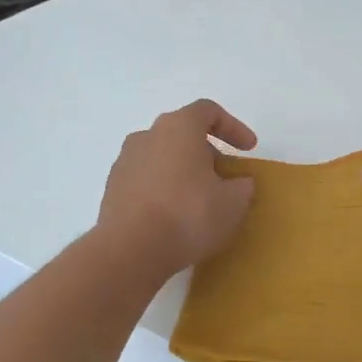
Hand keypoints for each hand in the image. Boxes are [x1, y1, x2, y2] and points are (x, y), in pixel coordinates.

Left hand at [97, 101, 257, 276]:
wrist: (131, 250)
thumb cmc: (189, 215)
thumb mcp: (233, 203)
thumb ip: (242, 186)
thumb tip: (239, 183)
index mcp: (178, 127)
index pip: (208, 111)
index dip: (233, 127)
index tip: (248, 149)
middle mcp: (147, 135)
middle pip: (183, 134)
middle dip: (207, 153)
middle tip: (224, 180)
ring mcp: (125, 162)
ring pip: (162, 157)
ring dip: (182, 172)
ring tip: (199, 201)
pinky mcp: (112, 189)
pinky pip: (145, 180)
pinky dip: (163, 190)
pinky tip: (173, 217)